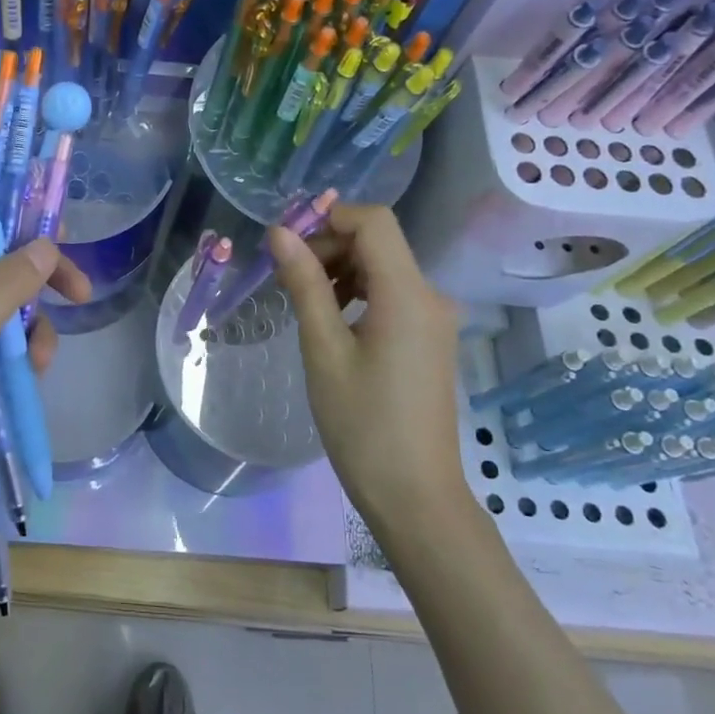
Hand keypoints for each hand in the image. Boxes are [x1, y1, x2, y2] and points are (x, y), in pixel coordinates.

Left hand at [0, 238, 89, 522]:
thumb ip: (5, 285)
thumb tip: (47, 245)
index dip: (16, 230)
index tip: (60, 238)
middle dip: (36, 287)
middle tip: (80, 293)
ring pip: (5, 314)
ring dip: (31, 331)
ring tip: (41, 361)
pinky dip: (20, 358)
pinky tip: (31, 376)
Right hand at [268, 204, 467, 523]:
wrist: (414, 495)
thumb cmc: (362, 424)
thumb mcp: (323, 350)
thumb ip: (305, 284)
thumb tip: (279, 233)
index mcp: (408, 294)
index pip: (374, 222)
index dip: (328, 218)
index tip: (286, 243)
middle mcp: (431, 296)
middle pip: (378, 243)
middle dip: (329, 246)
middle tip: (285, 277)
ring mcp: (435, 320)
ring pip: (384, 269)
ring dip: (341, 271)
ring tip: (303, 302)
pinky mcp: (430, 340)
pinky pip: (392, 296)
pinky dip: (359, 294)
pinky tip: (331, 322)